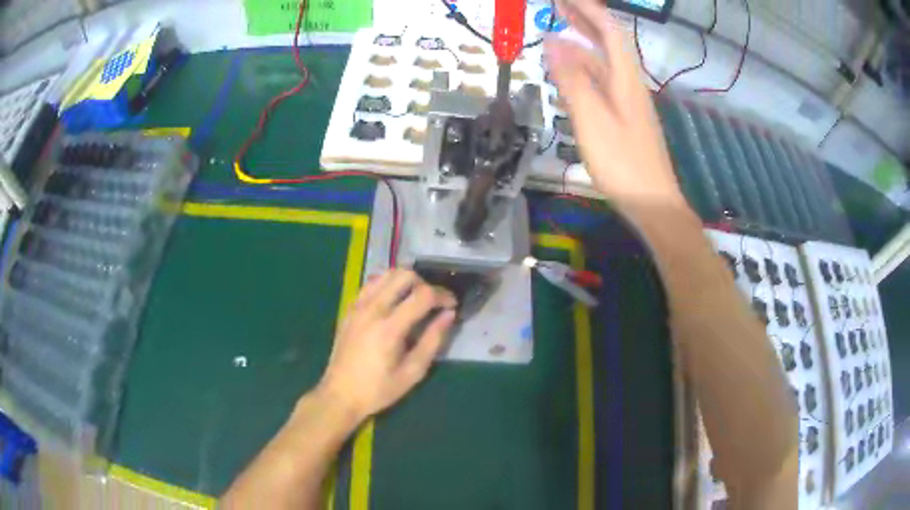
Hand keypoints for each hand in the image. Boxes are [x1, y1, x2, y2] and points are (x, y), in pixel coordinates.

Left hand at [318, 269, 456, 422]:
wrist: (340, 395)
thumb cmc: (378, 389)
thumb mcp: (412, 372)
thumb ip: (433, 341)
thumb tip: (449, 315)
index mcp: (390, 328)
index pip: (423, 295)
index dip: (443, 295)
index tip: (452, 305)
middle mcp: (372, 309)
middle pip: (403, 275)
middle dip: (425, 283)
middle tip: (433, 302)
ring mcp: (358, 306)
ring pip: (386, 274)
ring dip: (405, 281)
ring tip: (414, 300)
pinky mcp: (350, 309)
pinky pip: (371, 284)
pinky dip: (387, 285)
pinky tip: (393, 303)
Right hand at [547, 0, 686, 209]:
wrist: (652, 201)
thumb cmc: (622, 161)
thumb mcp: (592, 118)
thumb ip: (572, 79)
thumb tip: (553, 42)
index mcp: (625, 78)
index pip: (608, 30)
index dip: (587, 9)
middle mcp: (628, 82)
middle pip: (608, 42)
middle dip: (584, 20)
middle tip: (557, 6)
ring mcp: (627, 100)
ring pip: (604, 62)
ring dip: (581, 43)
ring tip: (555, 32)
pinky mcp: (623, 116)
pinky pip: (601, 82)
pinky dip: (583, 69)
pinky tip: (569, 72)